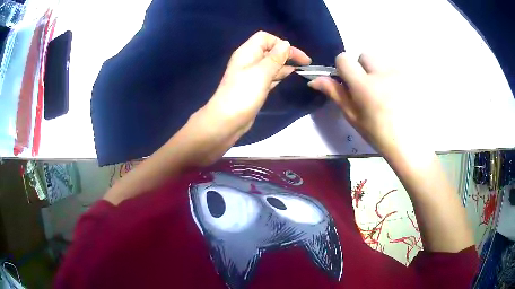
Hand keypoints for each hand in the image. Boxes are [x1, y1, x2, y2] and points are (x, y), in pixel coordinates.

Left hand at [204, 31, 310, 131]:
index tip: (295, 55)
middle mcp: (249, 61)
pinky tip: (290, 76)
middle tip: (305, 64)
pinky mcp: (255, 87)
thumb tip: (286, 44)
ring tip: (302, 70)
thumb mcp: (261, 73)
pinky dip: (279, 75)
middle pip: (270, 50)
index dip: (280, 43)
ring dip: (285, 65)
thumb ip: (275, 58)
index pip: (265, 38)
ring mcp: (252, 75)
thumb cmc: (243, 94)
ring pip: (271, 64)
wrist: (227, 121)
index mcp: (247, 52)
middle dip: (287, 54)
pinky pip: (269, 76)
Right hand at [308, 53, 418, 157]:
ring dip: (379, 71)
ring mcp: (399, 74)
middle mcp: (382, 74)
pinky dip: (394, 76)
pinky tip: (399, 94)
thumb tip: (315, 79)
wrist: (411, 145)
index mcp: (364, 86)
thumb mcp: (354, 117)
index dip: (343, 68)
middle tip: (370, 88)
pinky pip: (396, 68)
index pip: (344, 58)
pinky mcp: (411, 77)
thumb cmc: (379, 134)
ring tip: (387, 92)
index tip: (348, 82)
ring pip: (382, 61)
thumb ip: (336, 94)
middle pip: (365, 55)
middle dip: (363, 67)